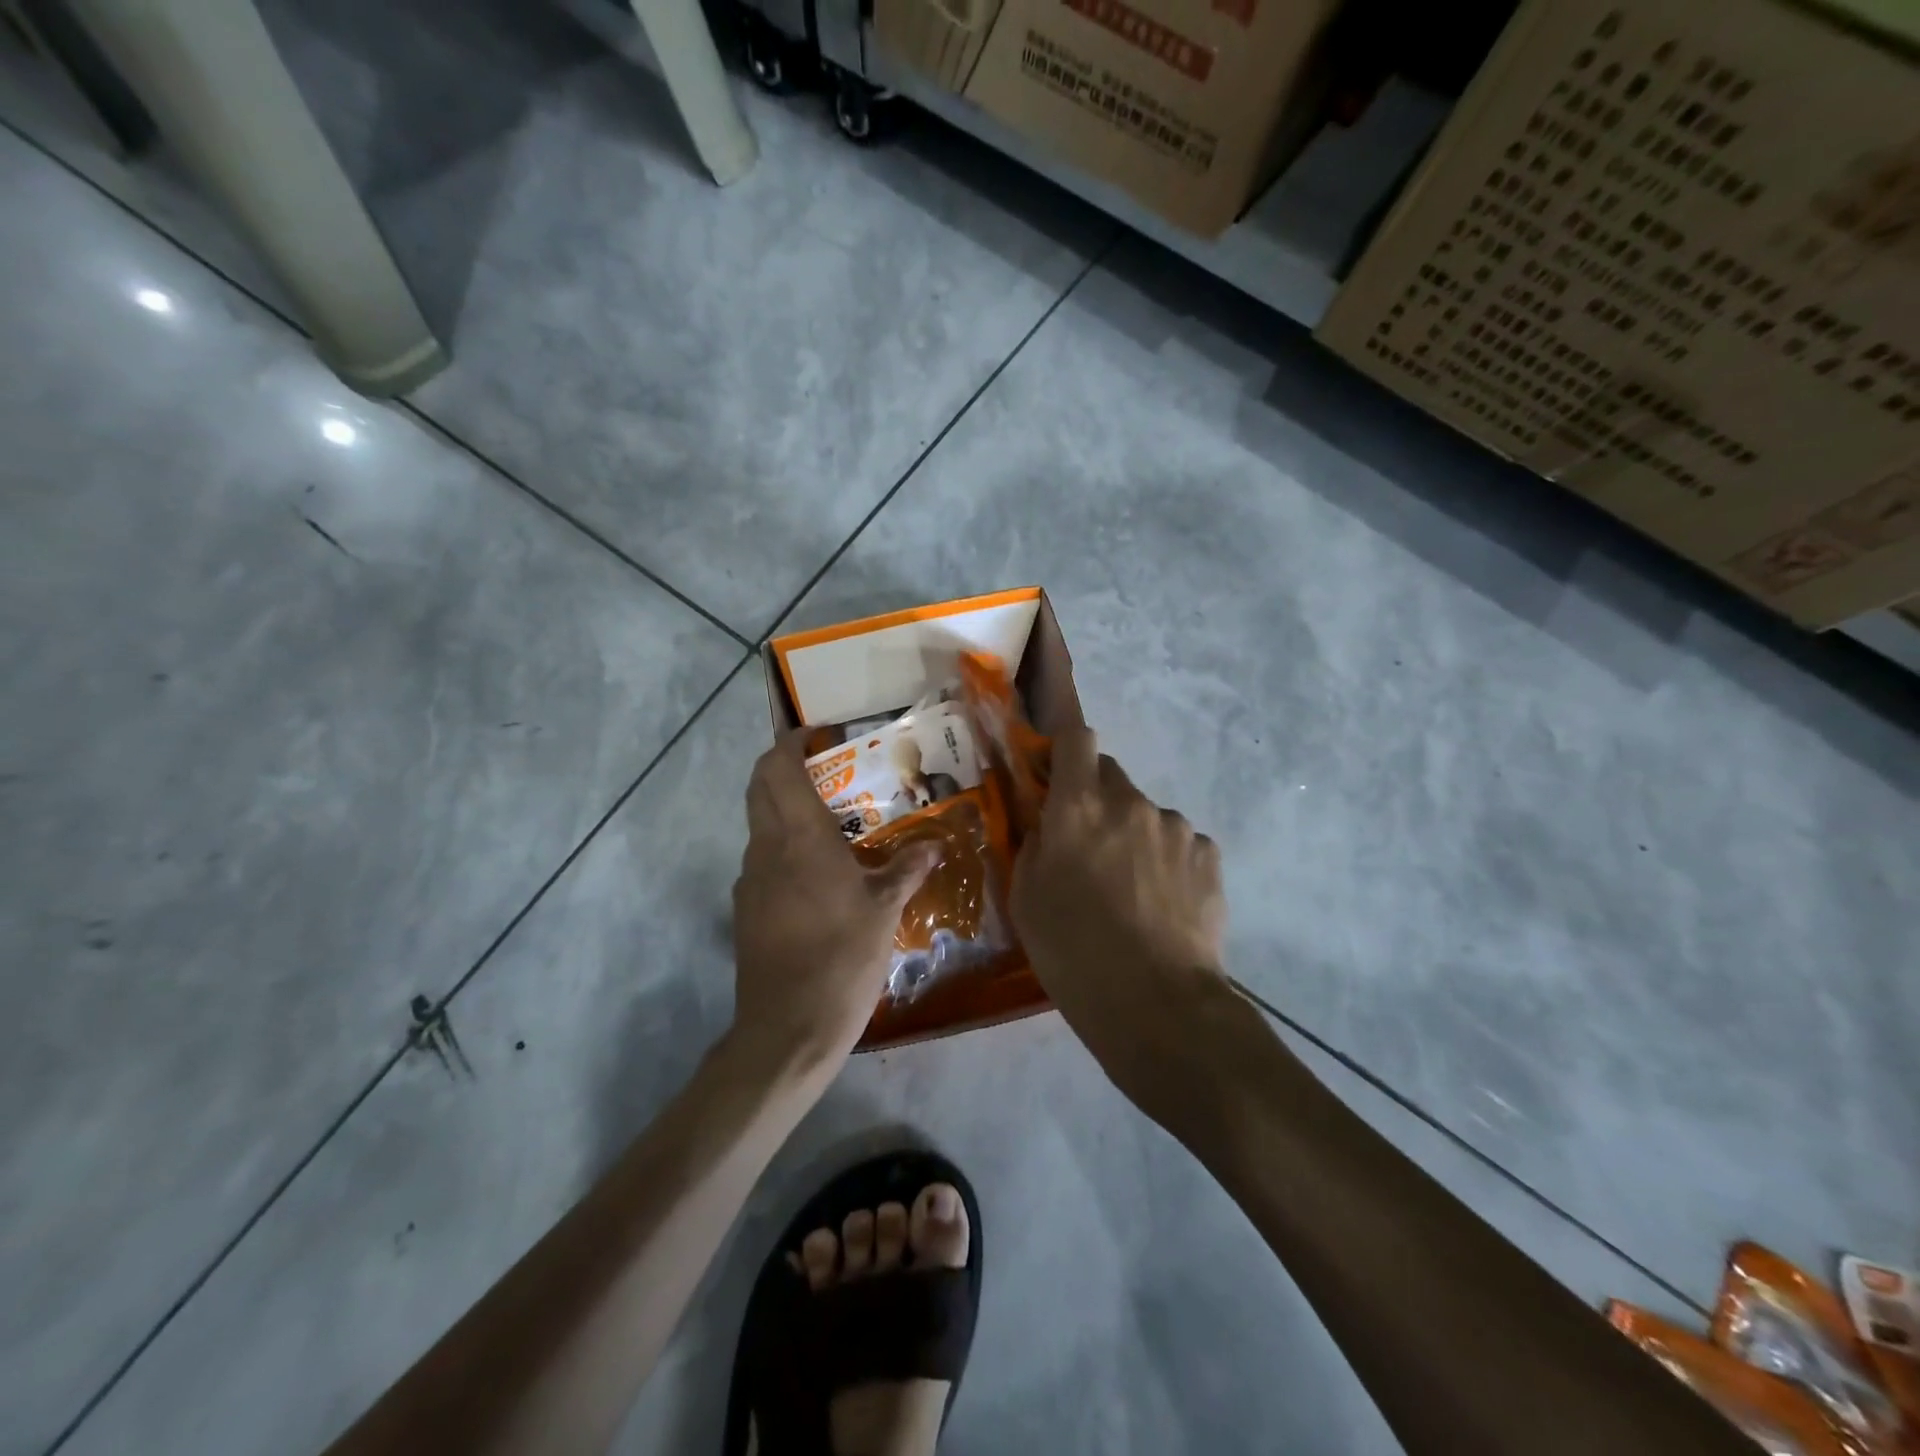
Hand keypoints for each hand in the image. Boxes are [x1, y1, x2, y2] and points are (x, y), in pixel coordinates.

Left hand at [731, 732, 937, 1071]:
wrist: (789, 1026)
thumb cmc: (843, 956)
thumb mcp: (885, 910)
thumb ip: (907, 869)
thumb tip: (934, 845)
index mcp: (800, 837)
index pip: (777, 768)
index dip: (789, 742)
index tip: (817, 735)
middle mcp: (766, 847)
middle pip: (760, 787)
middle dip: (784, 767)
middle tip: (828, 769)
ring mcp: (750, 879)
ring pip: (761, 824)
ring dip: (786, 809)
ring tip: (833, 822)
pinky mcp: (746, 908)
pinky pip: (764, 860)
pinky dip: (784, 847)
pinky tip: (818, 874)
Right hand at [1011, 726, 1231, 1110]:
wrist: (1158, 1005)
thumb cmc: (1074, 952)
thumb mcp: (1026, 899)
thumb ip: (1034, 844)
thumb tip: (1047, 823)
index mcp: (1079, 807)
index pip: (1076, 737)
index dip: (1065, 748)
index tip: (1056, 775)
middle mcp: (1130, 802)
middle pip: (1110, 775)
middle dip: (1096, 799)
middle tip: (1090, 849)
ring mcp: (1176, 827)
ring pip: (1146, 814)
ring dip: (1134, 835)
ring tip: (1132, 890)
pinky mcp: (1209, 855)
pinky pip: (1180, 844)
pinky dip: (1168, 861)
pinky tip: (1163, 904)